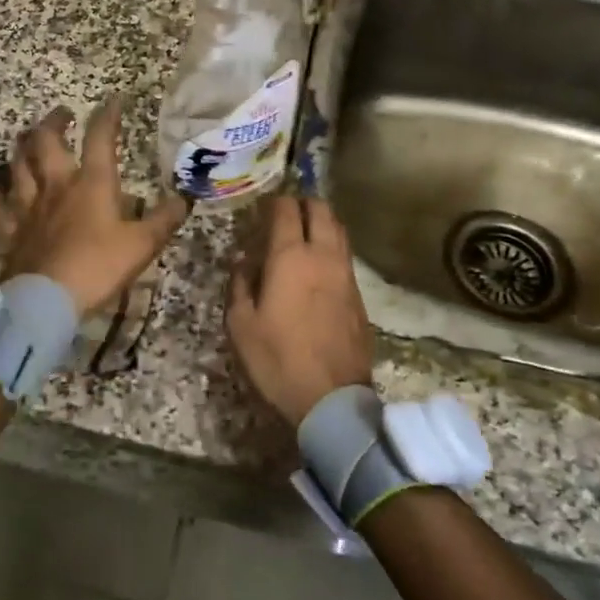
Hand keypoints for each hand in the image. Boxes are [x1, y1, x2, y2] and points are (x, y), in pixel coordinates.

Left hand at [0, 100, 189, 315]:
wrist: (47, 299)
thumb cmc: (98, 267)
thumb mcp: (142, 244)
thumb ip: (164, 219)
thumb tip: (184, 198)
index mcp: (92, 183)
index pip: (100, 138)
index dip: (108, 115)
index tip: (114, 100)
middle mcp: (57, 185)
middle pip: (46, 141)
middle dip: (54, 121)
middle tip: (62, 113)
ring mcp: (28, 206)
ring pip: (18, 164)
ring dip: (23, 147)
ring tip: (29, 139)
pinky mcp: (10, 229)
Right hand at [227, 196, 374, 425]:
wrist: (331, 398)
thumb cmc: (277, 359)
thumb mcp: (241, 324)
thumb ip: (240, 284)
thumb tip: (244, 261)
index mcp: (290, 258)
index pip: (286, 211)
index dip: (275, 201)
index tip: (264, 204)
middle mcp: (323, 256)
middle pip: (321, 210)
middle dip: (304, 201)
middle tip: (287, 208)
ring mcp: (346, 274)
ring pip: (339, 230)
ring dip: (322, 221)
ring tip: (304, 229)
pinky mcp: (359, 295)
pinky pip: (345, 255)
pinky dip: (332, 246)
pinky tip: (319, 262)